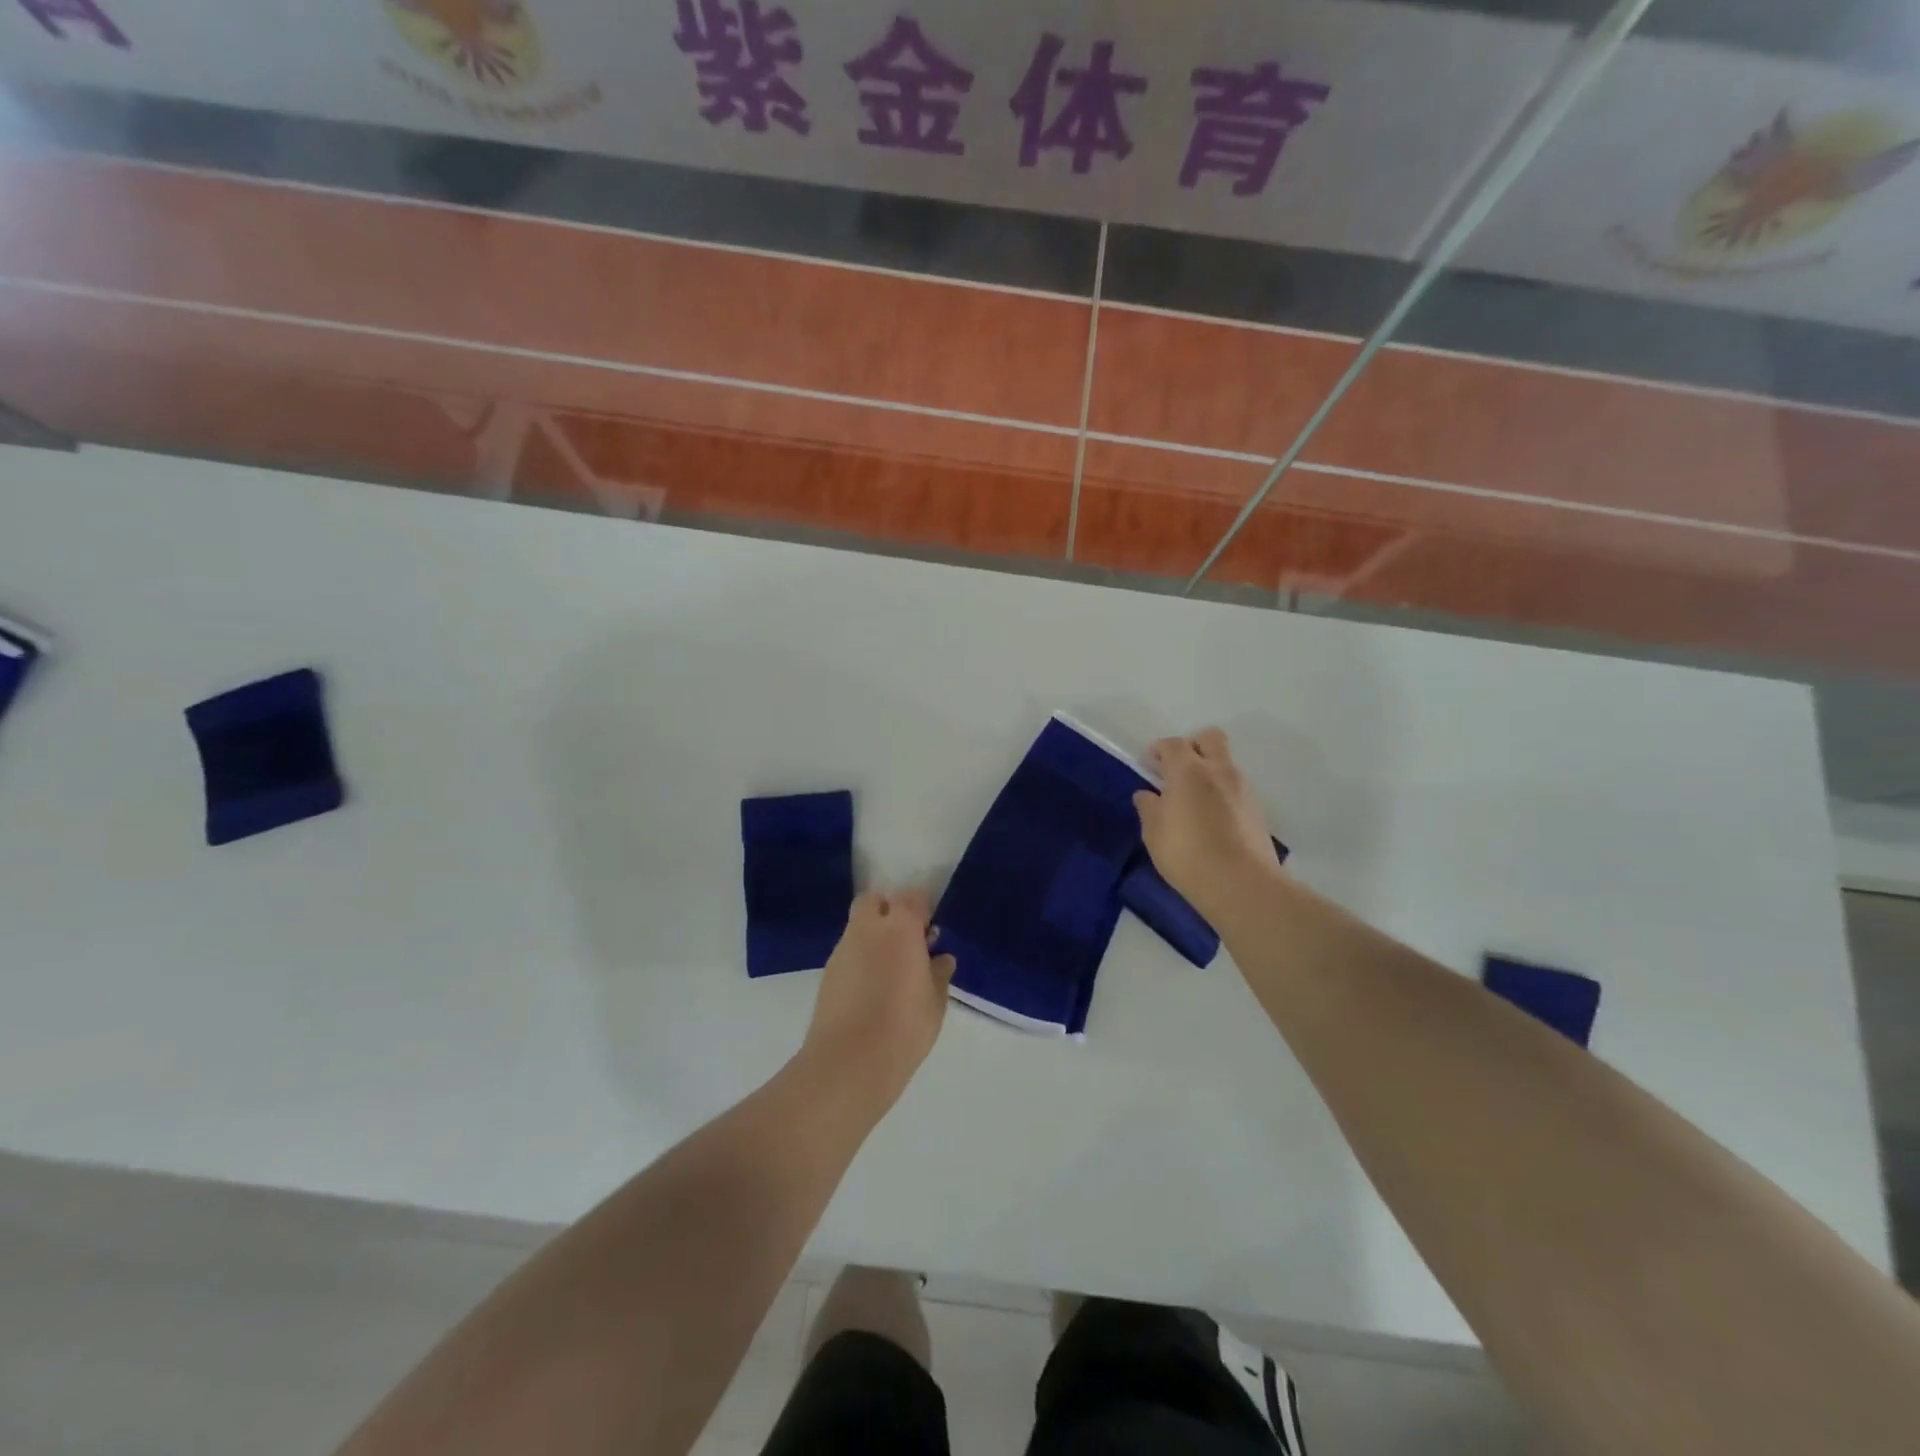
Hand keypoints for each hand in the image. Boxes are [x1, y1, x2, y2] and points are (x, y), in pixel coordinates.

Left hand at [802, 888, 955, 1107]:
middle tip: (907, 941)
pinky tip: (872, 989)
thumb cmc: (904, 1027)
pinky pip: (848, 952)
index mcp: (900, 928)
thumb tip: (941, 959)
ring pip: (858, 927)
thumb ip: (939, 974)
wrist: (849, 1063)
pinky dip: (861, 959)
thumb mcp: (935, 1003)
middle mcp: (867, 929)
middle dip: (890, 911)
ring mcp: (842, 950)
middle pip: (875, 901)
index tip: (931, 932)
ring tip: (892, 971)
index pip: (912, 898)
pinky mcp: (827, 973)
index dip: (923, 909)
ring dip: (874, 936)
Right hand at [1134, 728, 1282, 921]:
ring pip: (1226, 764)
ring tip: (1193, 801)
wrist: (1241, 883)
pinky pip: (1236, 788)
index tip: (1149, 764)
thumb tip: (1146, 794)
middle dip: (1192, 746)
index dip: (1159, 750)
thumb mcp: (1154, 832)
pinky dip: (1222, 793)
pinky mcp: (1257, 810)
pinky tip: (1212, 820)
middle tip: (1177, 770)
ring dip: (1209, 771)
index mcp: (1189, 770)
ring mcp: (1243, 789)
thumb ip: (1148, 808)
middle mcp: (1219, 770)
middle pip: (1210, 738)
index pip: (1173, 743)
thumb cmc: (1186, 853)